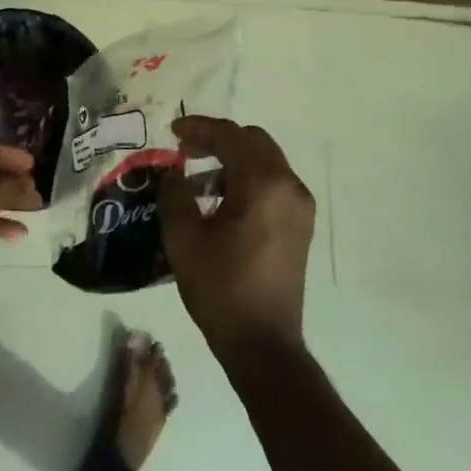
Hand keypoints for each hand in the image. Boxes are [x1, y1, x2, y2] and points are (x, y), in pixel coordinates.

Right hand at [158, 117, 314, 360]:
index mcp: (263, 184)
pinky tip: (217, 201)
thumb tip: (174, 173)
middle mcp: (289, 187)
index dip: (198, 128)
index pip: (231, 137)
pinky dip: (245, 180)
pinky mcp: (299, 226)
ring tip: (195, 178)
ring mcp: (299, 207)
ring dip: (231, 160)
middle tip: (185, 149)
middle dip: (218, 140)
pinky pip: (272, 185)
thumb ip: (174, 193)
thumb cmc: (220, 286)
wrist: (262, 342)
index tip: (171, 132)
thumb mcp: (183, 237)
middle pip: (254, 142)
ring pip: (265, 162)